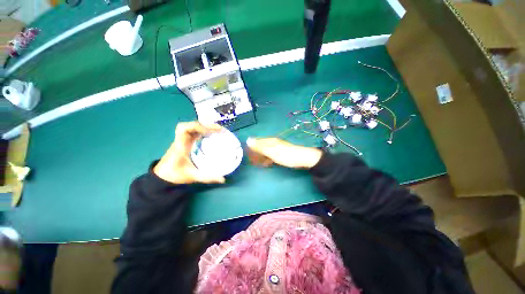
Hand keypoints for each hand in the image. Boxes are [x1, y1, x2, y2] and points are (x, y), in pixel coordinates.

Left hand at [153, 122, 225, 183]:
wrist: (162, 177)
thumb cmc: (175, 175)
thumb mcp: (192, 176)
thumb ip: (208, 178)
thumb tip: (223, 179)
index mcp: (180, 145)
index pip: (184, 129)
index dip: (198, 127)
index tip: (210, 132)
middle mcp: (181, 140)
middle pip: (191, 125)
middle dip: (206, 125)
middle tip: (220, 130)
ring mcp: (183, 140)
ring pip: (193, 127)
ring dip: (206, 127)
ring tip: (218, 130)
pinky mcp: (186, 142)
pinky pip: (195, 132)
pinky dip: (204, 131)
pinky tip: (212, 135)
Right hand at [246, 137, 322, 168]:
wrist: (302, 159)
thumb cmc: (286, 155)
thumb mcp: (271, 151)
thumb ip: (260, 146)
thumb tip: (248, 139)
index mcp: (269, 141)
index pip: (256, 142)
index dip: (250, 148)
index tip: (246, 155)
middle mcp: (272, 143)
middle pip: (260, 147)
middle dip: (255, 154)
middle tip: (250, 162)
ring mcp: (276, 149)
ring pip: (265, 152)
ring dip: (260, 157)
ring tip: (255, 164)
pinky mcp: (280, 154)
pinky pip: (270, 156)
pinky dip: (266, 160)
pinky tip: (265, 164)